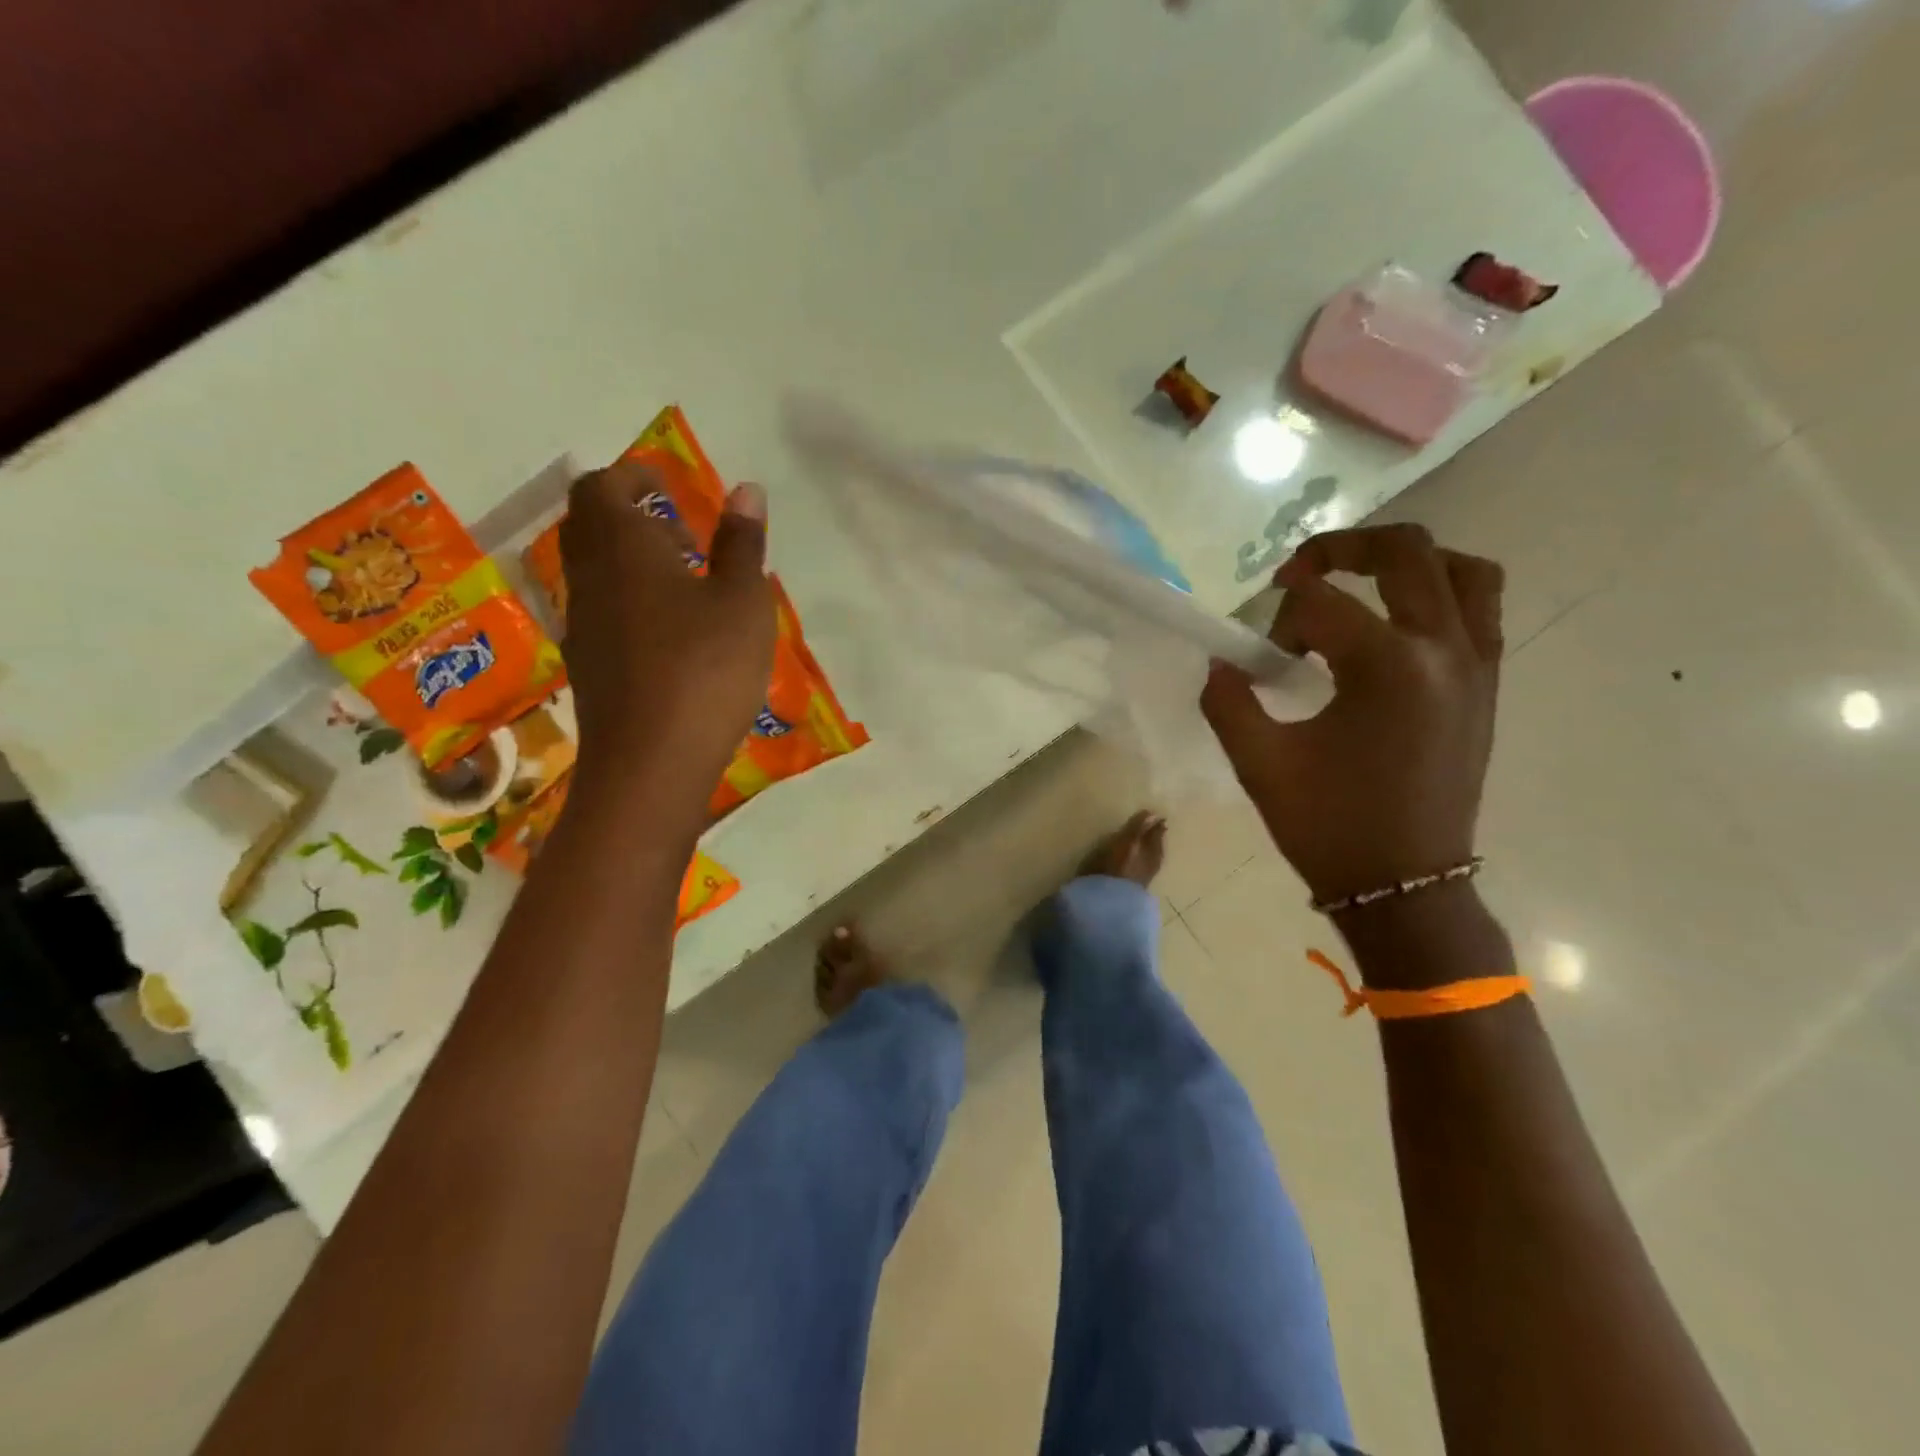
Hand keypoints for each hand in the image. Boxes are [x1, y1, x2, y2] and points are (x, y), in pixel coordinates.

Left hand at [558, 461, 775, 818]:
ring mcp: (582, 623)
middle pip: (591, 525)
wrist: (651, 761)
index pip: (604, 487)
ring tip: (687, 587)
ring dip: (631, 562)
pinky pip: (601, 609)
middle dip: (631, 517)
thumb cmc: (705, 669)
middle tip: (684, 537)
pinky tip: (672, 634)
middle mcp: (590, 577)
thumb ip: (742, 544)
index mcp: (624, 547)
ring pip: (594, 570)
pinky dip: (629, 600)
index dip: (634, 477)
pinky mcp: (587, 663)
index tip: (671, 488)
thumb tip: (746, 490)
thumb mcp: (742, 602)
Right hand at [1200, 524, 1503, 904]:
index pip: (1321, 603)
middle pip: (1405, 552)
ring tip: (1362, 584)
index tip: (1261, 657)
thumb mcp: (1259, 763)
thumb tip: (1221, 663)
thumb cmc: (1329, 826)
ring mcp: (1477, 666)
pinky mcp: (1487, 687)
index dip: (1279, 619)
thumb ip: (1228, 700)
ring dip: (1408, 562)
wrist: (1404, 886)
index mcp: (1388, 666)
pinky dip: (1440, 594)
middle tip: (1300, 573)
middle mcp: (1444, 649)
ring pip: (1461, 571)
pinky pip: (1480, 610)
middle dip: (1342, 548)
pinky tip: (1396, 627)